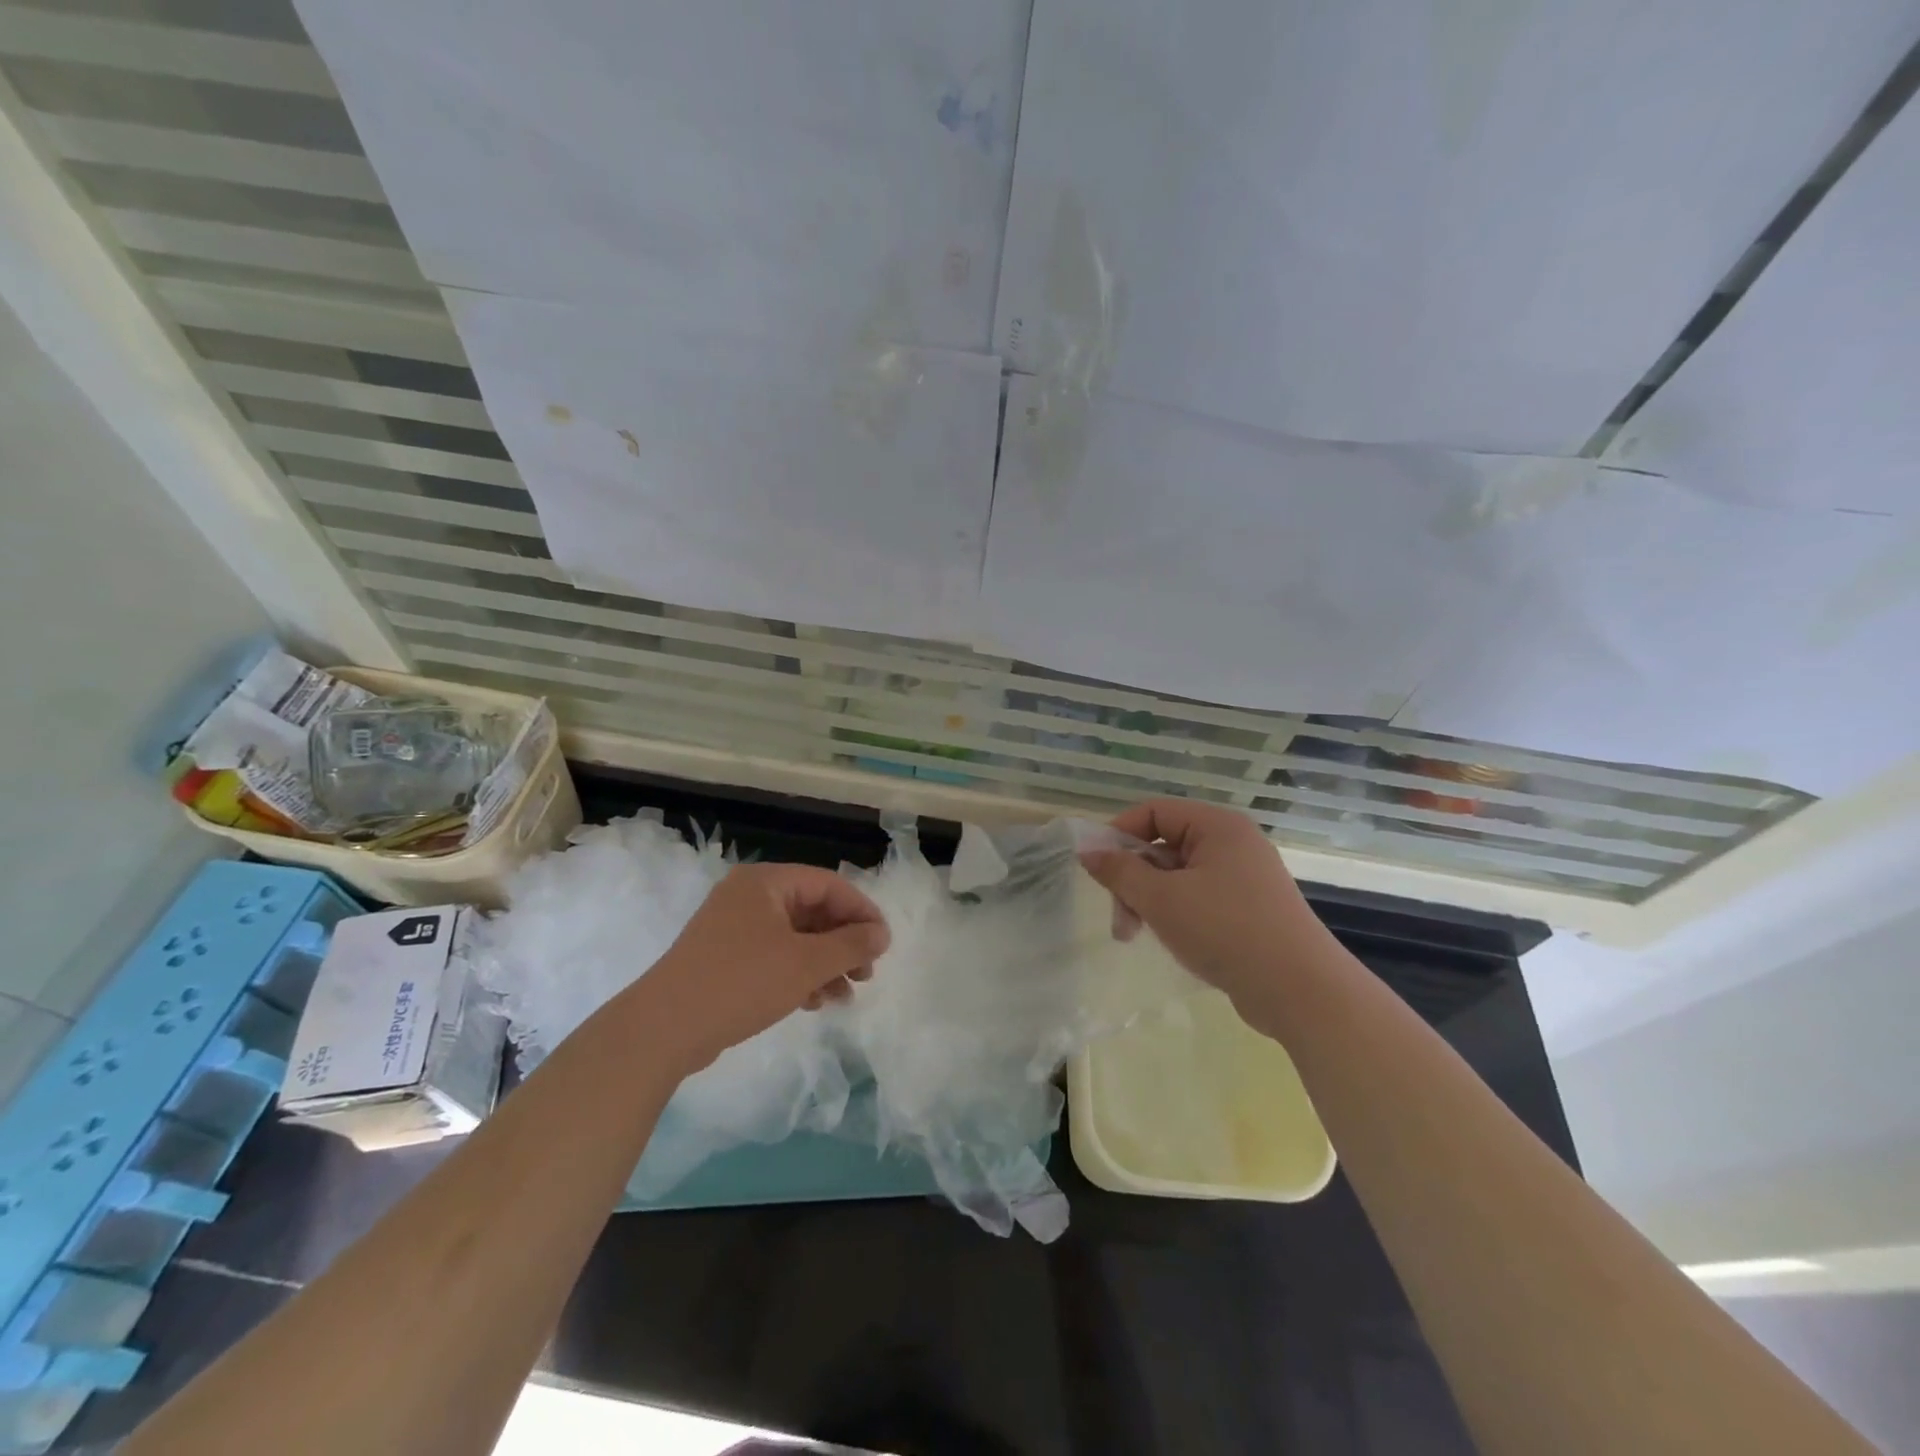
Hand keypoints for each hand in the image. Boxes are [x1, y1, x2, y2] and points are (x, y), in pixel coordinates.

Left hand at [636, 863, 889, 1074]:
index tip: (884, 944)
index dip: (862, 912)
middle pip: (813, 910)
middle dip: (844, 943)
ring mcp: (733, 927)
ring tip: (845, 995)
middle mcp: (749, 896)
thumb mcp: (806, 963)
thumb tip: (882, 934)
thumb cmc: (741, 983)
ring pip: (795, 937)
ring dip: (825, 963)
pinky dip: (799, 973)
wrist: (662, 1030)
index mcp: (766, 882)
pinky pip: (774, 955)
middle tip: (867, 974)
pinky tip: (815, 1001)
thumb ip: (850, 945)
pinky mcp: (725, 958)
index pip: (829, 884)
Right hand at [1080, 799, 1326, 1023]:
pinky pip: (1199, 898)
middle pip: (1164, 845)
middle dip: (1133, 878)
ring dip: (1149, 900)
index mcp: (1217, 826)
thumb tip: (1087, 851)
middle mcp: (1233, 844)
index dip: (1119, 834)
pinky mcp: (1249, 910)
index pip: (1154, 812)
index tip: (1096, 869)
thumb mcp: (1161, 899)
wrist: (1300, 991)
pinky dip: (1176, 914)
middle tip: (1119, 917)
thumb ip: (1120, 871)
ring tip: (1135, 935)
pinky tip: (1170, 941)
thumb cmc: (1225, 930)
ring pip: (1178, 876)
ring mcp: (1244, 878)